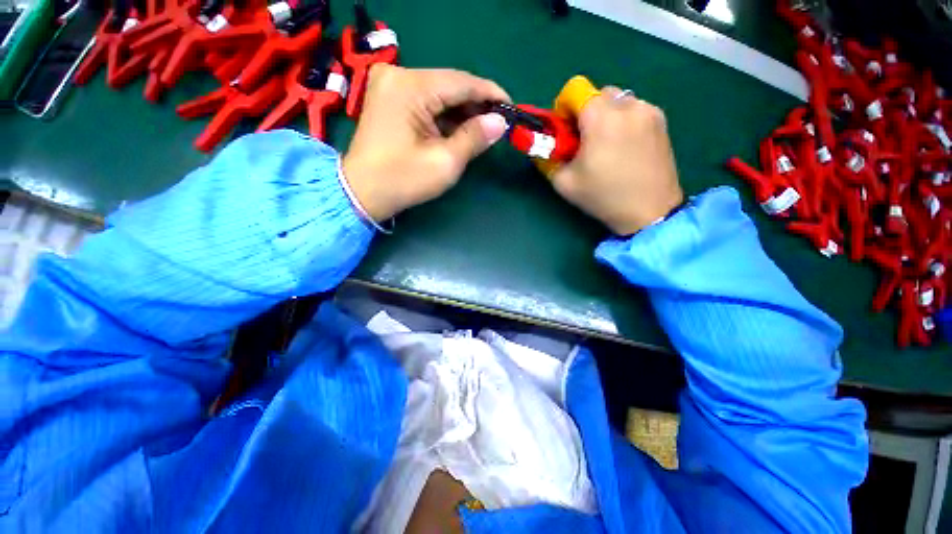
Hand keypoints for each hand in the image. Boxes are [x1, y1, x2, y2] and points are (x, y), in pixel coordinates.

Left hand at [342, 65, 509, 221]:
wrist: (362, 193)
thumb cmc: (403, 180)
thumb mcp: (445, 162)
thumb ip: (474, 138)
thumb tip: (500, 122)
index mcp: (410, 86)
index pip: (462, 82)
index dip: (491, 94)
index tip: (512, 109)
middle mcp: (398, 75)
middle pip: (450, 85)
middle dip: (477, 105)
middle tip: (498, 124)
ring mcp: (391, 85)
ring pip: (439, 93)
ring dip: (462, 112)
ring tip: (483, 130)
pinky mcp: (389, 99)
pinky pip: (426, 101)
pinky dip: (445, 116)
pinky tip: (460, 130)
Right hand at [551, 87, 683, 234]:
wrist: (649, 210)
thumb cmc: (603, 196)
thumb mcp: (564, 183)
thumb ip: (547, 159)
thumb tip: (543, 147)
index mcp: (601, 118)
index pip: (575, 89)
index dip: (563, 108)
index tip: (565, 131)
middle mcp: (627, 105)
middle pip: (597, 93)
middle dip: (585, 113)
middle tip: (584, 142)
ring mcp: (648, 110)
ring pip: (617, 100)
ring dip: (605, 116)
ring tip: (606, 146)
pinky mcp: (661, 120)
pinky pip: (634, 109)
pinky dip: (623, 121)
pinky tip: (625, 147)